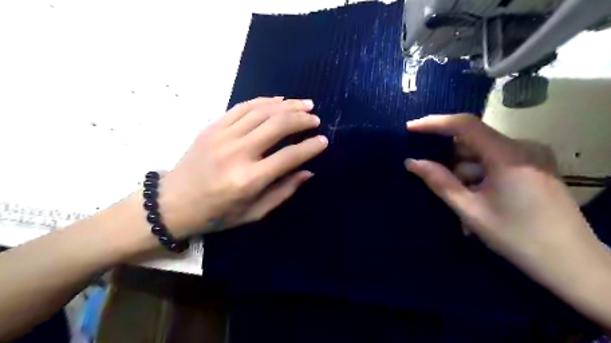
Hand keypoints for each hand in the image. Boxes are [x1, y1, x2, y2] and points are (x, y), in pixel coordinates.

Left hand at [159, 97, 329, 237]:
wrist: (172, 203)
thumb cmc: (216, 214)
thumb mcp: (253, 213)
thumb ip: (283, 192)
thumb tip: (307, 172)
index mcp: (249, 179)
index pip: (288, 156)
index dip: (310, 147)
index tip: (324, 141)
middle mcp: (237, 153)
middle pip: (277, 126)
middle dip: (302, 120)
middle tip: (316, 119)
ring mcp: (222, 136)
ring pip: (262, 111)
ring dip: (287, 106)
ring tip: (305, 105)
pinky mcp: (212, 127)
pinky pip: (243, 107)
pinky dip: (264, 101)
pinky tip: (279, 100)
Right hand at [404, 115, 600, 278]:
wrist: (571, 264)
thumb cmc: (517, 237)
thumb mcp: (470, 210)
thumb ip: (439, 182)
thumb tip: (411, 162)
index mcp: (507, 155)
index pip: (465, 125)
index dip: (434, 123)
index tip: (410, 129)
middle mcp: (522, 147)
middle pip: (473, 141)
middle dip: (449, 159)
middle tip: (430, 176)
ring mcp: (531, 157)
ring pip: (483, 155)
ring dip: (464, 173)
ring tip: (459, 203)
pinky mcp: (534, 167)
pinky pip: (495, 163)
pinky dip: (479, 177)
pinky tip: (475, 200)